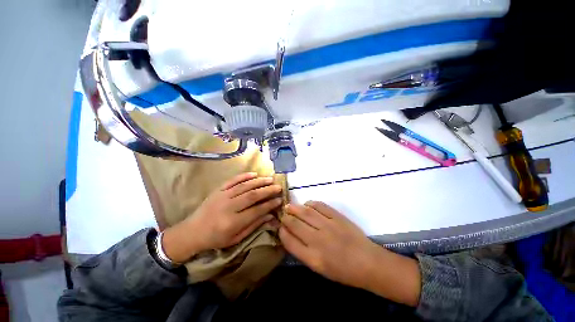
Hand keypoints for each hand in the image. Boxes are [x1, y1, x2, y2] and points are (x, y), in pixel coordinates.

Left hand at [163, 172, 281, 262]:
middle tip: (278, 187)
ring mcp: (223, 196)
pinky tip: (254, 174)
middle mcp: (228, 207)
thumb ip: (253, 226)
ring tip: (270, 179)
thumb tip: (270, 216)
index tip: (279, 200)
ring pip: (245, 186)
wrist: (192, 232)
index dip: (270, 204)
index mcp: (233, 222)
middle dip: (267, 190)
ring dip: (259, 182)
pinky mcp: (218, 190)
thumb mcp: (235, 238)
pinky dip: (244, 176)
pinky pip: (233, 180)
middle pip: (252, 196)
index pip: (256, 210)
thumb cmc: (216, 238)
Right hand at [279, 201, 420, 305]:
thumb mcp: (320, 269)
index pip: (289, 241)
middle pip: (294, 223)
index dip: (282, 232)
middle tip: (283, 214)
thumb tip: (291, 236)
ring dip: (295, 208)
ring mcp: (328, 225)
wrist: (368, 262)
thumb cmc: (343, 271)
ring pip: (305, 212)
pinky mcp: (337, 217)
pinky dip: (310, 203)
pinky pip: (319, 206)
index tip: (280, 227)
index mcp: (312, 257)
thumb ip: (303, 252)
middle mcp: (317, 240)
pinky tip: (307, 204)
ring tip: (289, 206)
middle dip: (286, 217)